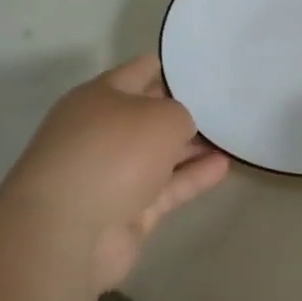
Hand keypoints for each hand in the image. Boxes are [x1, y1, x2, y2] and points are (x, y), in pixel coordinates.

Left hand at [0, 55, 228, 292]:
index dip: (175, 68)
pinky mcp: (126, 211)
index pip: (141, 71)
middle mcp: (103, 132)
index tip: (209, 67)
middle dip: (186, 109)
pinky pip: (167, 187)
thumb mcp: (162, 116)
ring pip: (161, 153)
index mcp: (99, 97)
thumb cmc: (113, 153)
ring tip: (234, 135)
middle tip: (229, 103)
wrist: (68, 232)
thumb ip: (182, 114)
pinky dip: (192, 177)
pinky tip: (224, 166)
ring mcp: (113, 174)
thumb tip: (182, 130)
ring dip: (193, 146)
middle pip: (151, 114)